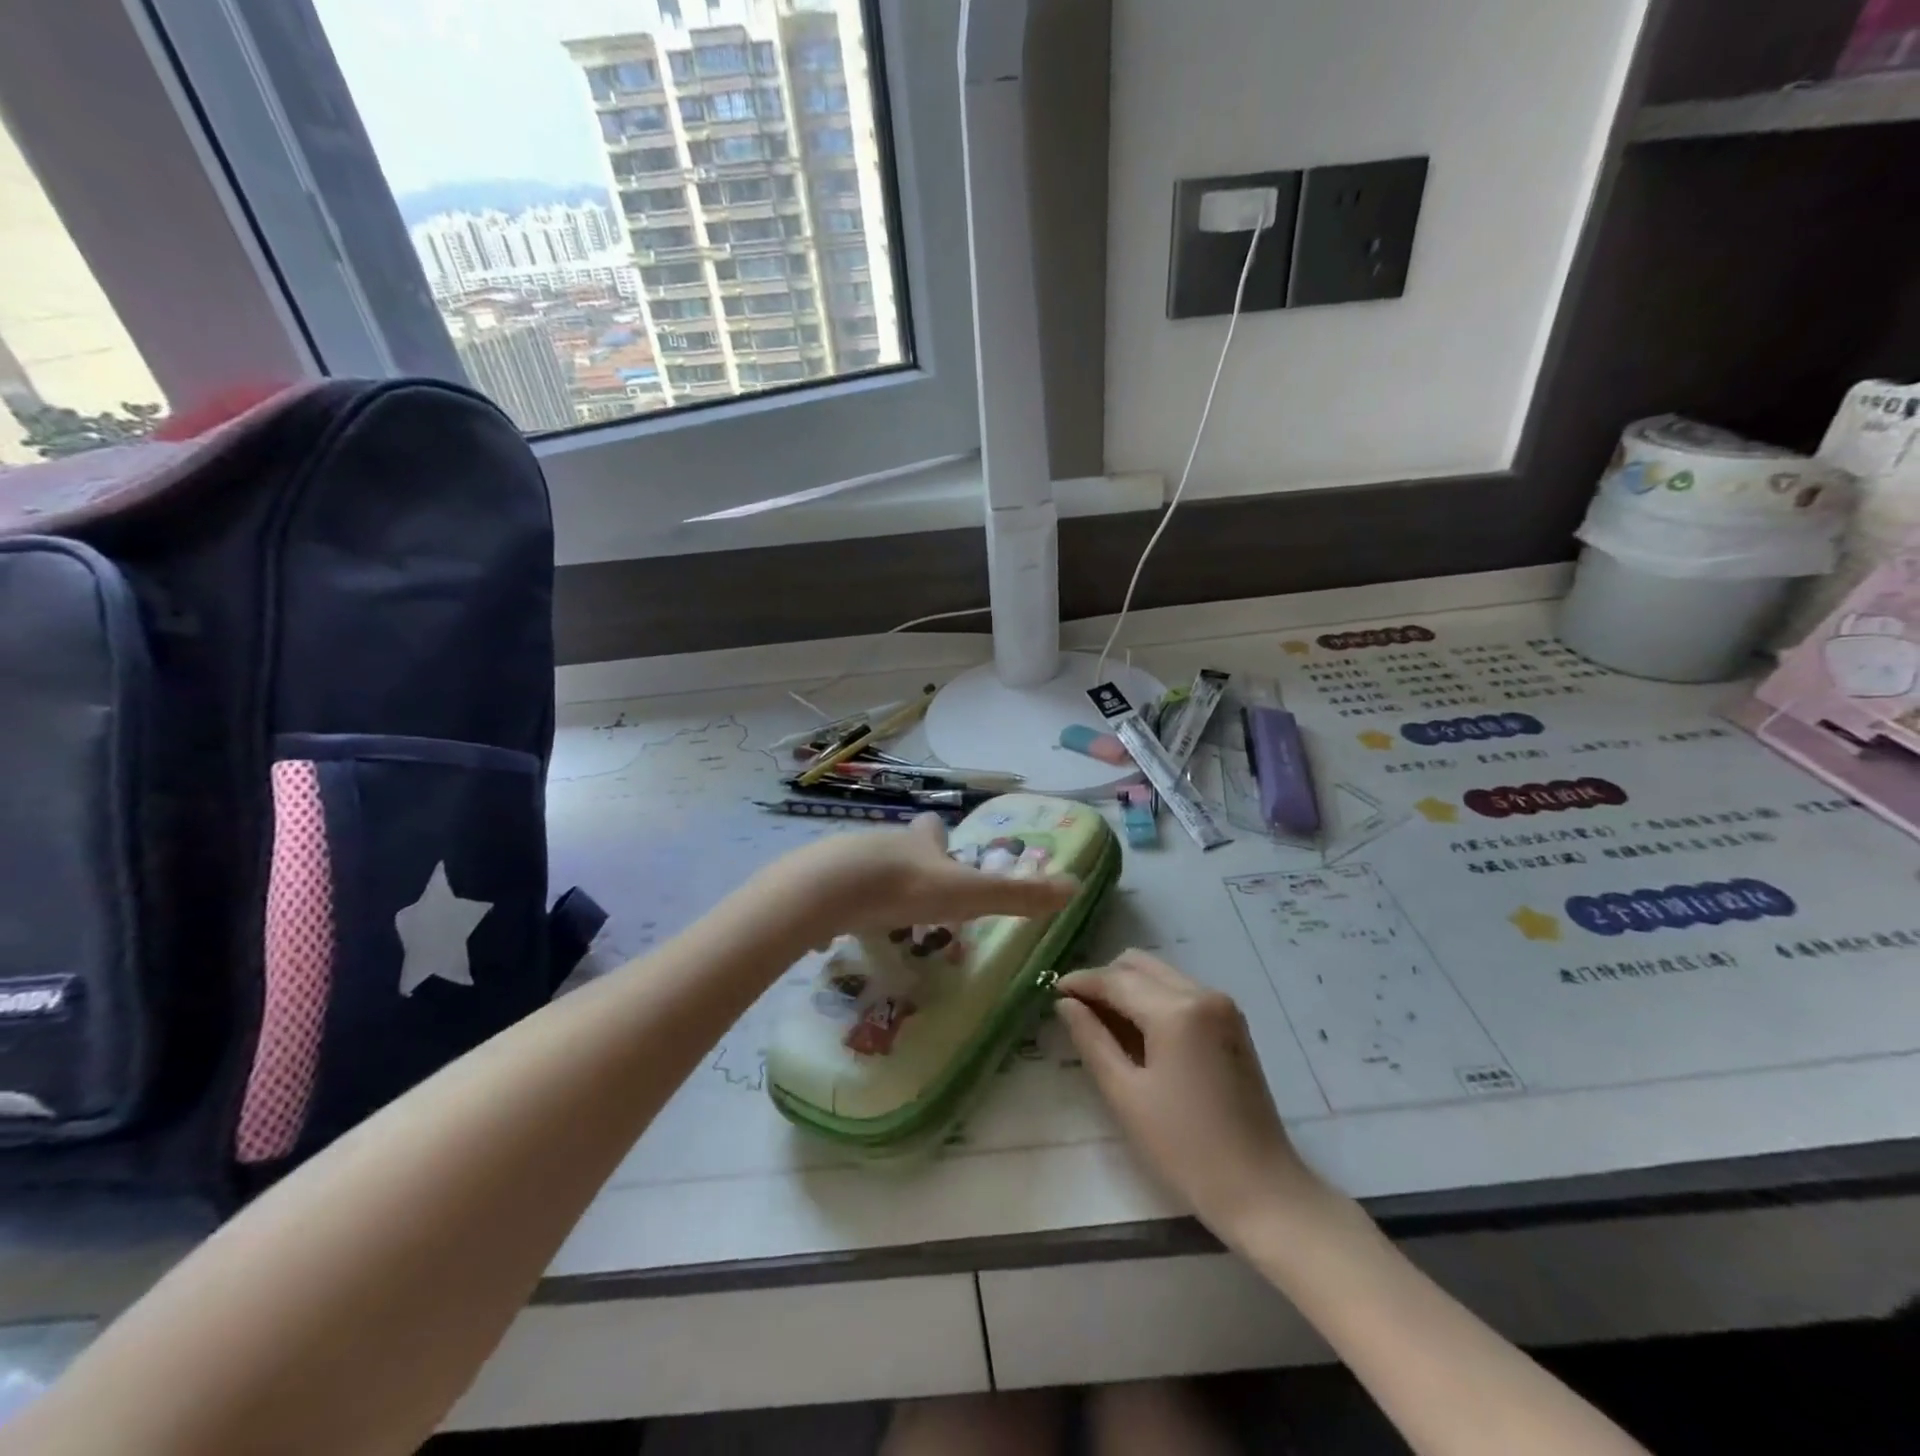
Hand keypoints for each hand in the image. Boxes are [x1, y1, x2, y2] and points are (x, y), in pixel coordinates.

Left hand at [768, 814, 1077, 941]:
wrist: (825, 890)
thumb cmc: (903, 888)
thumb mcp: (967, 895)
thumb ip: (1017, 896)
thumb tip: (1074, 887)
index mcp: (917, 844)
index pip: (932, 830)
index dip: (938, 837)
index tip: (942, 848)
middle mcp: (880, 843)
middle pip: (896, 846)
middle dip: (905, 864)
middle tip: (913, 895)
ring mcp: (841, 858)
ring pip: (861, 866)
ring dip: (870, 885)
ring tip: (875, 916)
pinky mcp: (810, 882)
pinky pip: (826, 891)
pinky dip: (833, 907)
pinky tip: (832, 930)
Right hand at [1056, 951, 1323, 1242]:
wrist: (1262, 1190)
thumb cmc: (1185, 1148)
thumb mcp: (1126, 1095)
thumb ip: (1091, 1040)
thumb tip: (1065, 1003)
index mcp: (1177, 1011)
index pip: (1116, 980)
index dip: (1080, 982)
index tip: (1051, 990)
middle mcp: (1202, 994)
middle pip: (1139, 965)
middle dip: (1104, 980)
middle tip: (1077, 1011)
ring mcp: (1222, 1006)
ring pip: (1160, 975)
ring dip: (1128, 988)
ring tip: (1103, 1024)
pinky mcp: (1231, 1023)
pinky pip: (1180, 992)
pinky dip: (1153, 1000)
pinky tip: (1138, 1034)